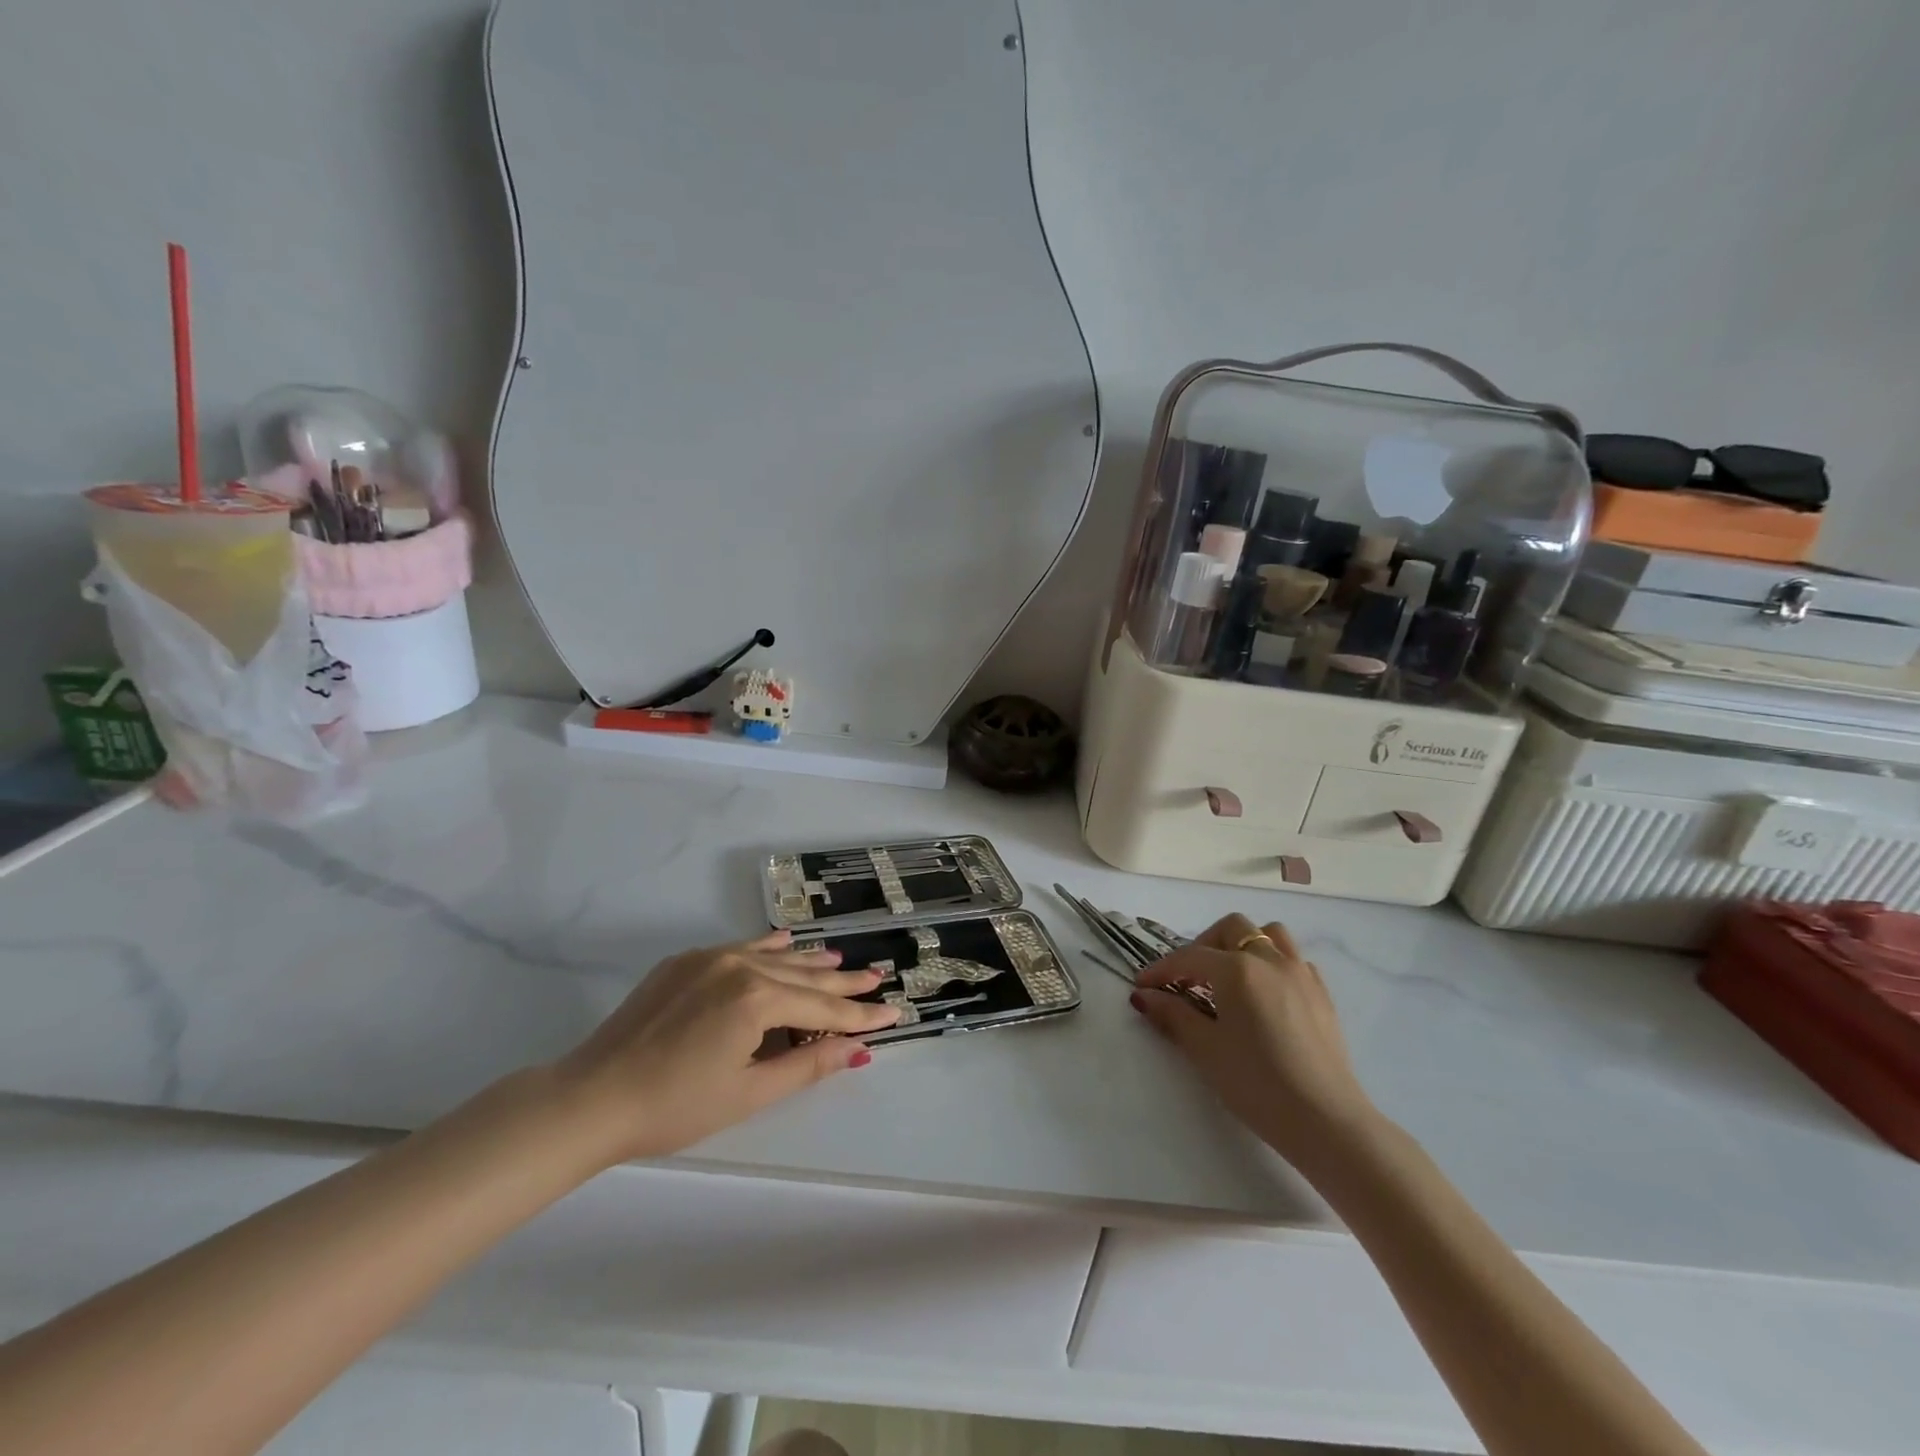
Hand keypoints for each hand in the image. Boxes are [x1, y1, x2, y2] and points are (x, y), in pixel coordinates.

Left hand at [554, 929, 900, 1164]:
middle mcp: (739, 966)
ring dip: (809, 962)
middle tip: (878, 978)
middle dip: (843, 984)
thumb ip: (807, 1065)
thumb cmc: (675, 1106)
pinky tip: (786, 940)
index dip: (859, 1016)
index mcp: (757, 998)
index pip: (822, 1008)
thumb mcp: (749, 1093)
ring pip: (774, 957)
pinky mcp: (685, 962)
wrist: (591, 1097)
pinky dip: (767, 947)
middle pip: (803, 976)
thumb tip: (857, 1049)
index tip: (894, 1013)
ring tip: (841, 963)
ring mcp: (710, 959)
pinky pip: (740, 948)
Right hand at [1132, 914, 1378, 1170]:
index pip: (1189, 958)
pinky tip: (1264, 995)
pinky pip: (1294, 961)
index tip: (1142, 985)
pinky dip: (1273, 965)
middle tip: (1187, 979)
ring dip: (1243, 945)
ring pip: (1270, 935)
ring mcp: (1301, 974)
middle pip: (1232, 929)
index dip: (1161, 969)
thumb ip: (1173, 1015)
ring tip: (1228, 976)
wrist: (1326, 1120)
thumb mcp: (1205, 1050)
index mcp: (1237, 969)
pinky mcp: (1322, 995)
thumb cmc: (1257, 1084)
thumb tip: (1144, 995)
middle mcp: (1270, 960)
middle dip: (1204, 946)